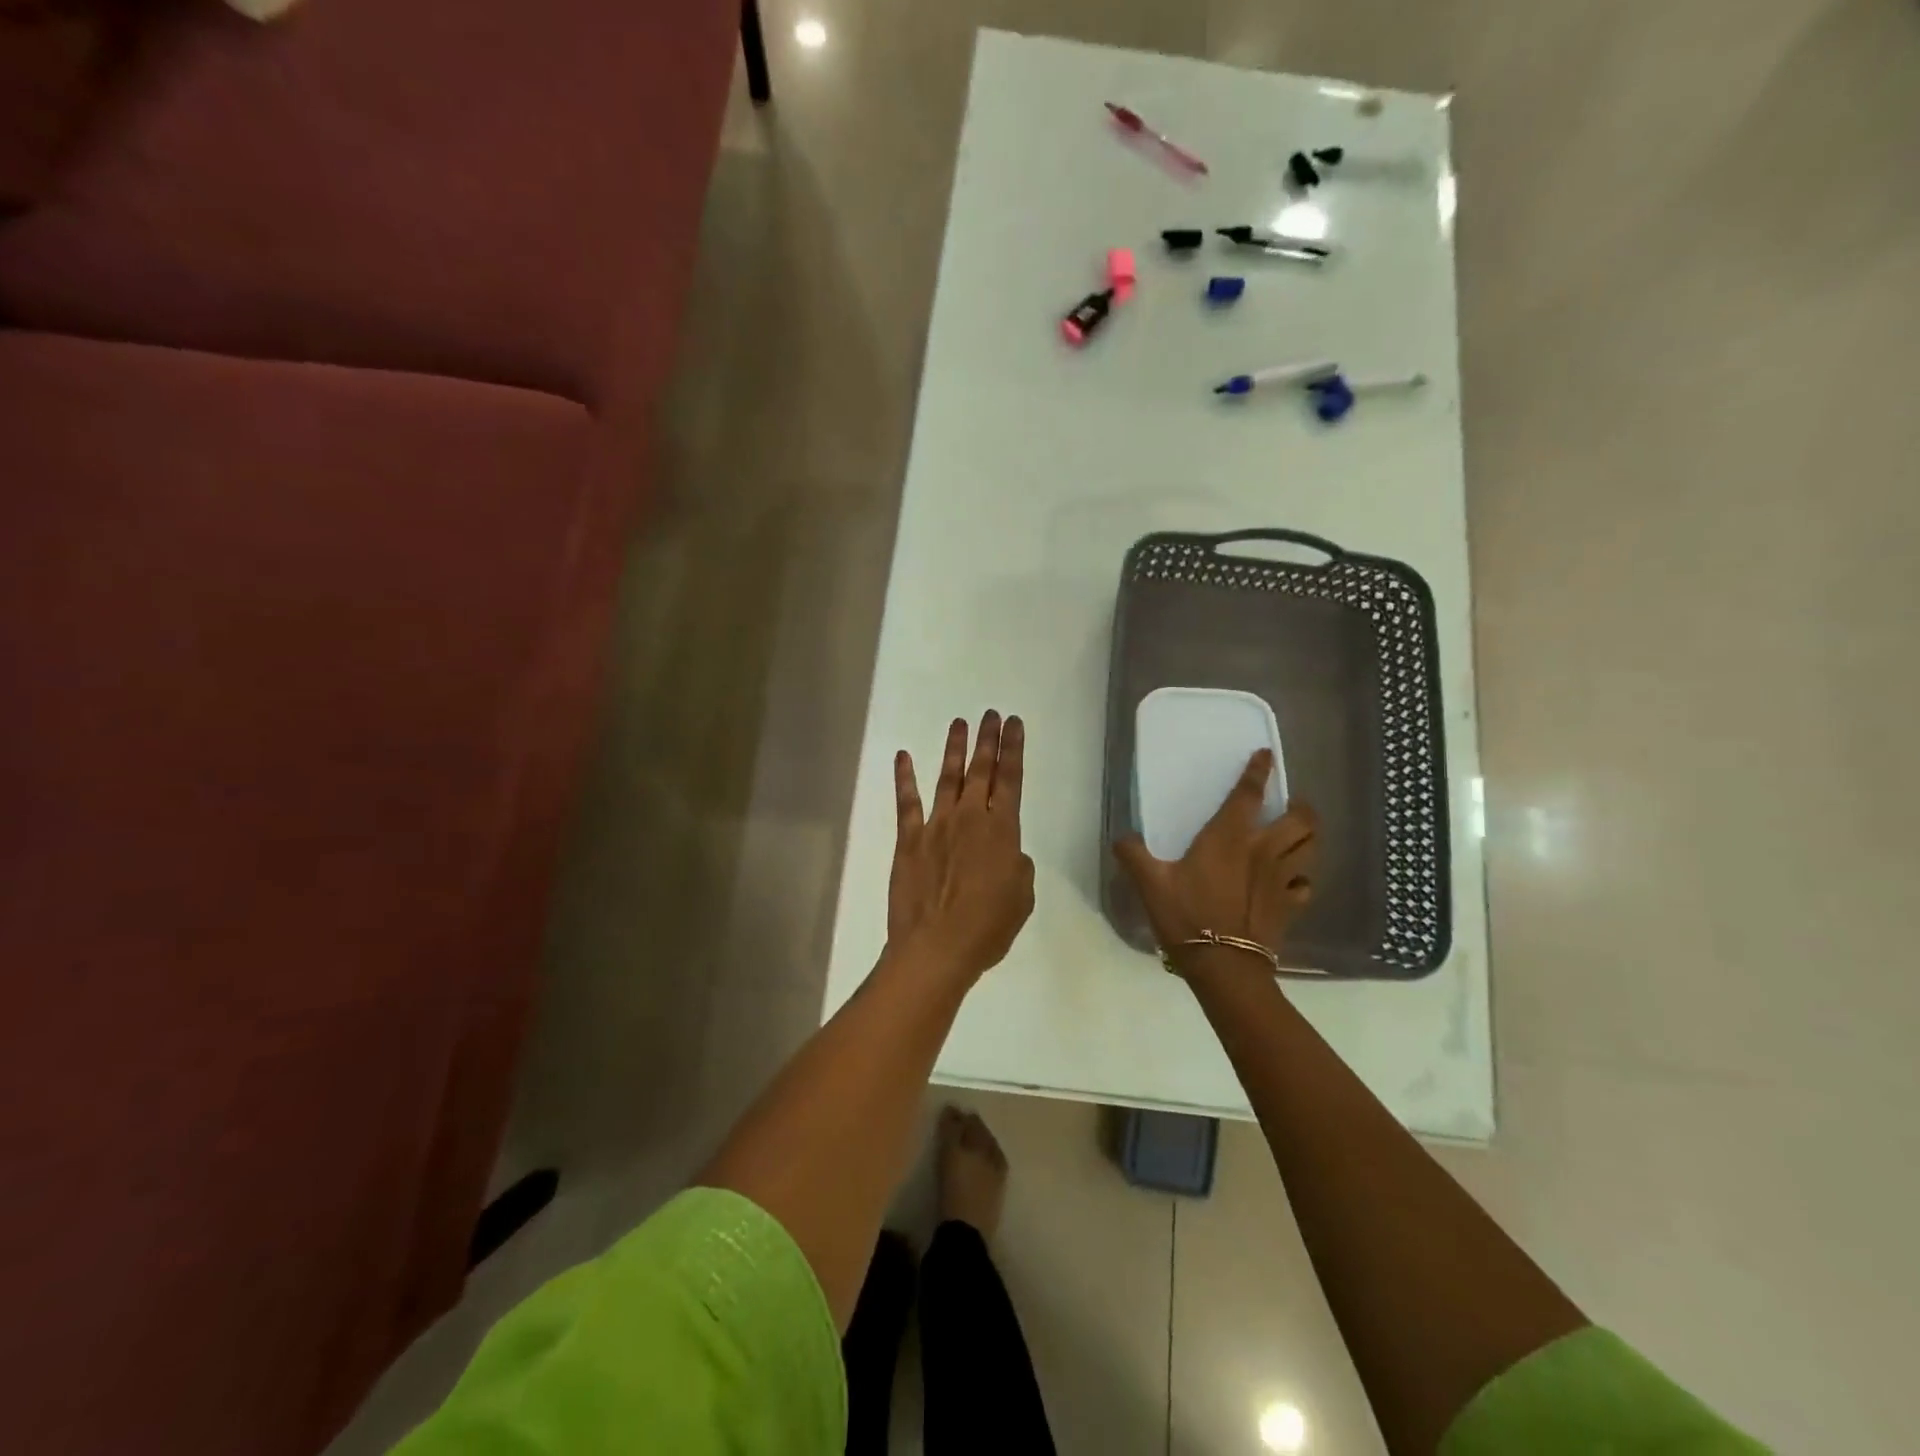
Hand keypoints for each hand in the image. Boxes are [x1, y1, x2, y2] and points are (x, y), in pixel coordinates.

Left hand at [888, 712, 1035, 982]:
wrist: (937, 946)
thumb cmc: (987, 928)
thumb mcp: (1021, 898)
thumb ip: (1018, 867)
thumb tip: (1009, 854)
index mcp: (1002, 831)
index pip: (1011, 779)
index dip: (1013, 749)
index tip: (1014, 724)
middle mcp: (970, 818)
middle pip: (981, 770)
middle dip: (988, 740)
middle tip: (991, 715)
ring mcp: (936, 825)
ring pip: (947, 777)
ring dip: (954, 749)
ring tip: (959, 723)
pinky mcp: (909, 839)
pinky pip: (907, 802)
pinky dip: (904, 777)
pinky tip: (903, 756)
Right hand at [1113, 749, 1317, 974]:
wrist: (1224, 966)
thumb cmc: (1187, 916)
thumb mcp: (1150, 883)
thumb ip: (1133, 855)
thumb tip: (1121, 838)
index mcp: (1229, 836)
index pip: (1249, 793)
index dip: (1258, 771)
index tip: (1265, 755)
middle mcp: (1263, 850)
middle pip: (1300, 819)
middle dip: (1301, 807)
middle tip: (1290, 806)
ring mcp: (1281, 879)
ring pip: (1310, 848)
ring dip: (1308, 837)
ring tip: (1298, 836)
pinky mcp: (1290, 906)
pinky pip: (1306, 885)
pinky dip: (1302, 878)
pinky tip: (1291, 882)